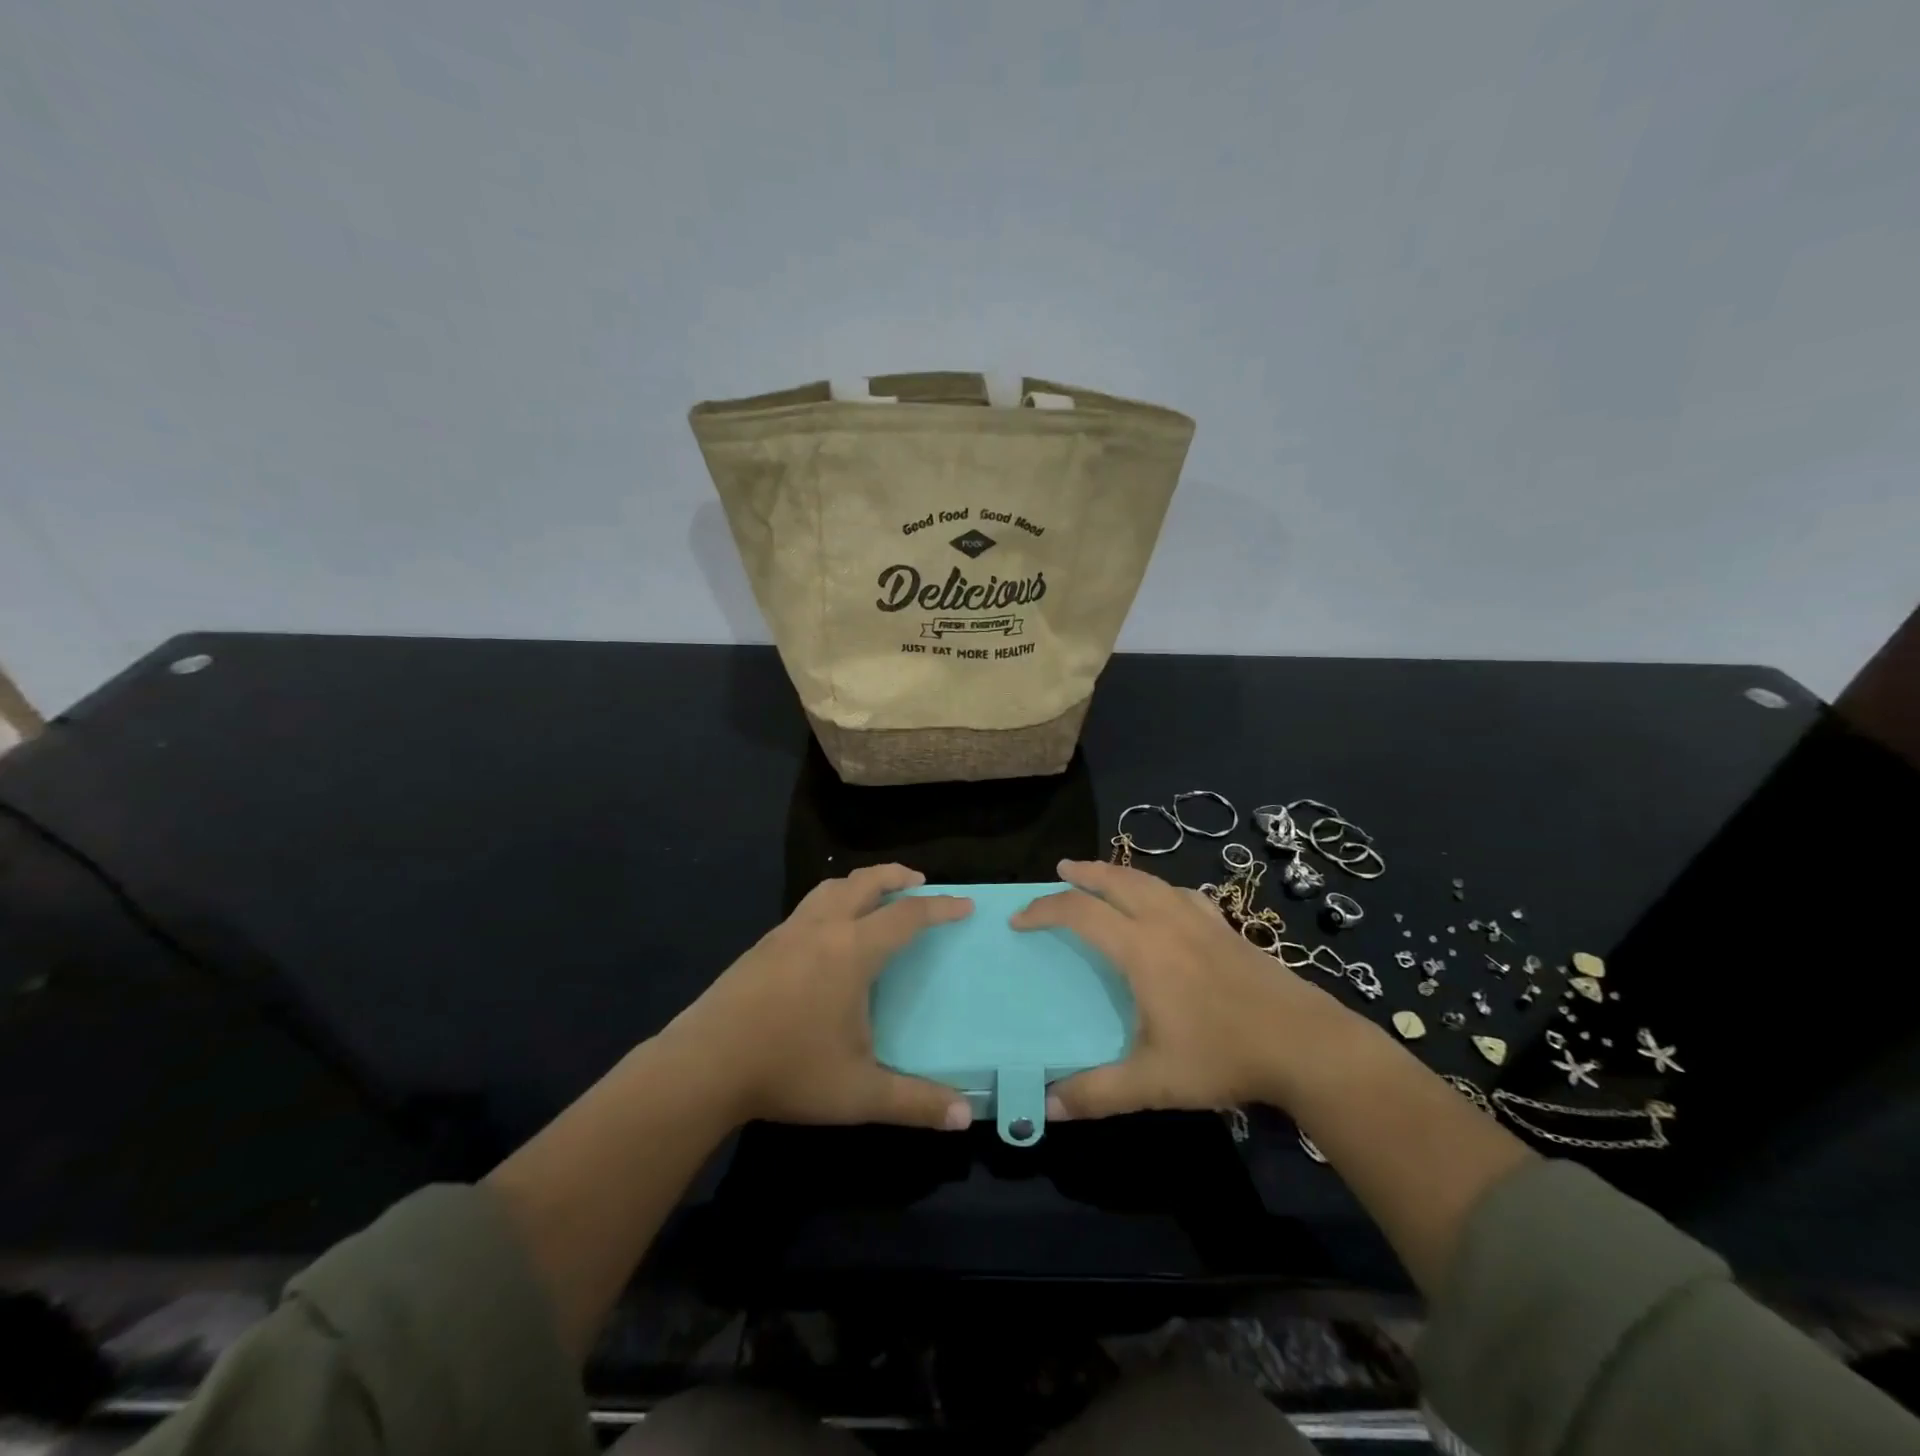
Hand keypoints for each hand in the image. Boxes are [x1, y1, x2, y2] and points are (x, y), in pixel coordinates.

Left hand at [660, 864, 975, 1130]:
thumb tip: (965, 1117)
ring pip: (830, 888)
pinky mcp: (761, 945)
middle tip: (919, 881)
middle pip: (865, 882)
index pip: (907, 916)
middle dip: (896, 875)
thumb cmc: (788, 1070)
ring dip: (860, 883)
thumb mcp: (859, 1093)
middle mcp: (822, 928)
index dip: (939, 907)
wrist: (703, 1065)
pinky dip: (831, 901)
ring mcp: (787, 932)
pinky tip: (828, 932)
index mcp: (852, 951)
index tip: (964, 905)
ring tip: (875, 896)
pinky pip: (807, 906)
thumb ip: (915, 1102)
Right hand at [1013, 859, 1369, 1118]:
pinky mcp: (1227, 929)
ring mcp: (1201, 921)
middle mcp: (1166, 921)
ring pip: (1150, 881)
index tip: (1020, 920)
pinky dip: (1160, 889)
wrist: (1306, 1044)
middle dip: (1084, 872)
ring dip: (1120, 873)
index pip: (1080, 913)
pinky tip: (1166, 902)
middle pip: (1116, 880)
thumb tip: (1047, 1107)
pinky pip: (1182, 894)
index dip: (1045, 910)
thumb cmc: (1223, 1055)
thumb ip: (1098, 1093)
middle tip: (1061, 869)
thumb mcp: (1154, 1082)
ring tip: (1104, 876)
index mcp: (1141, 948)